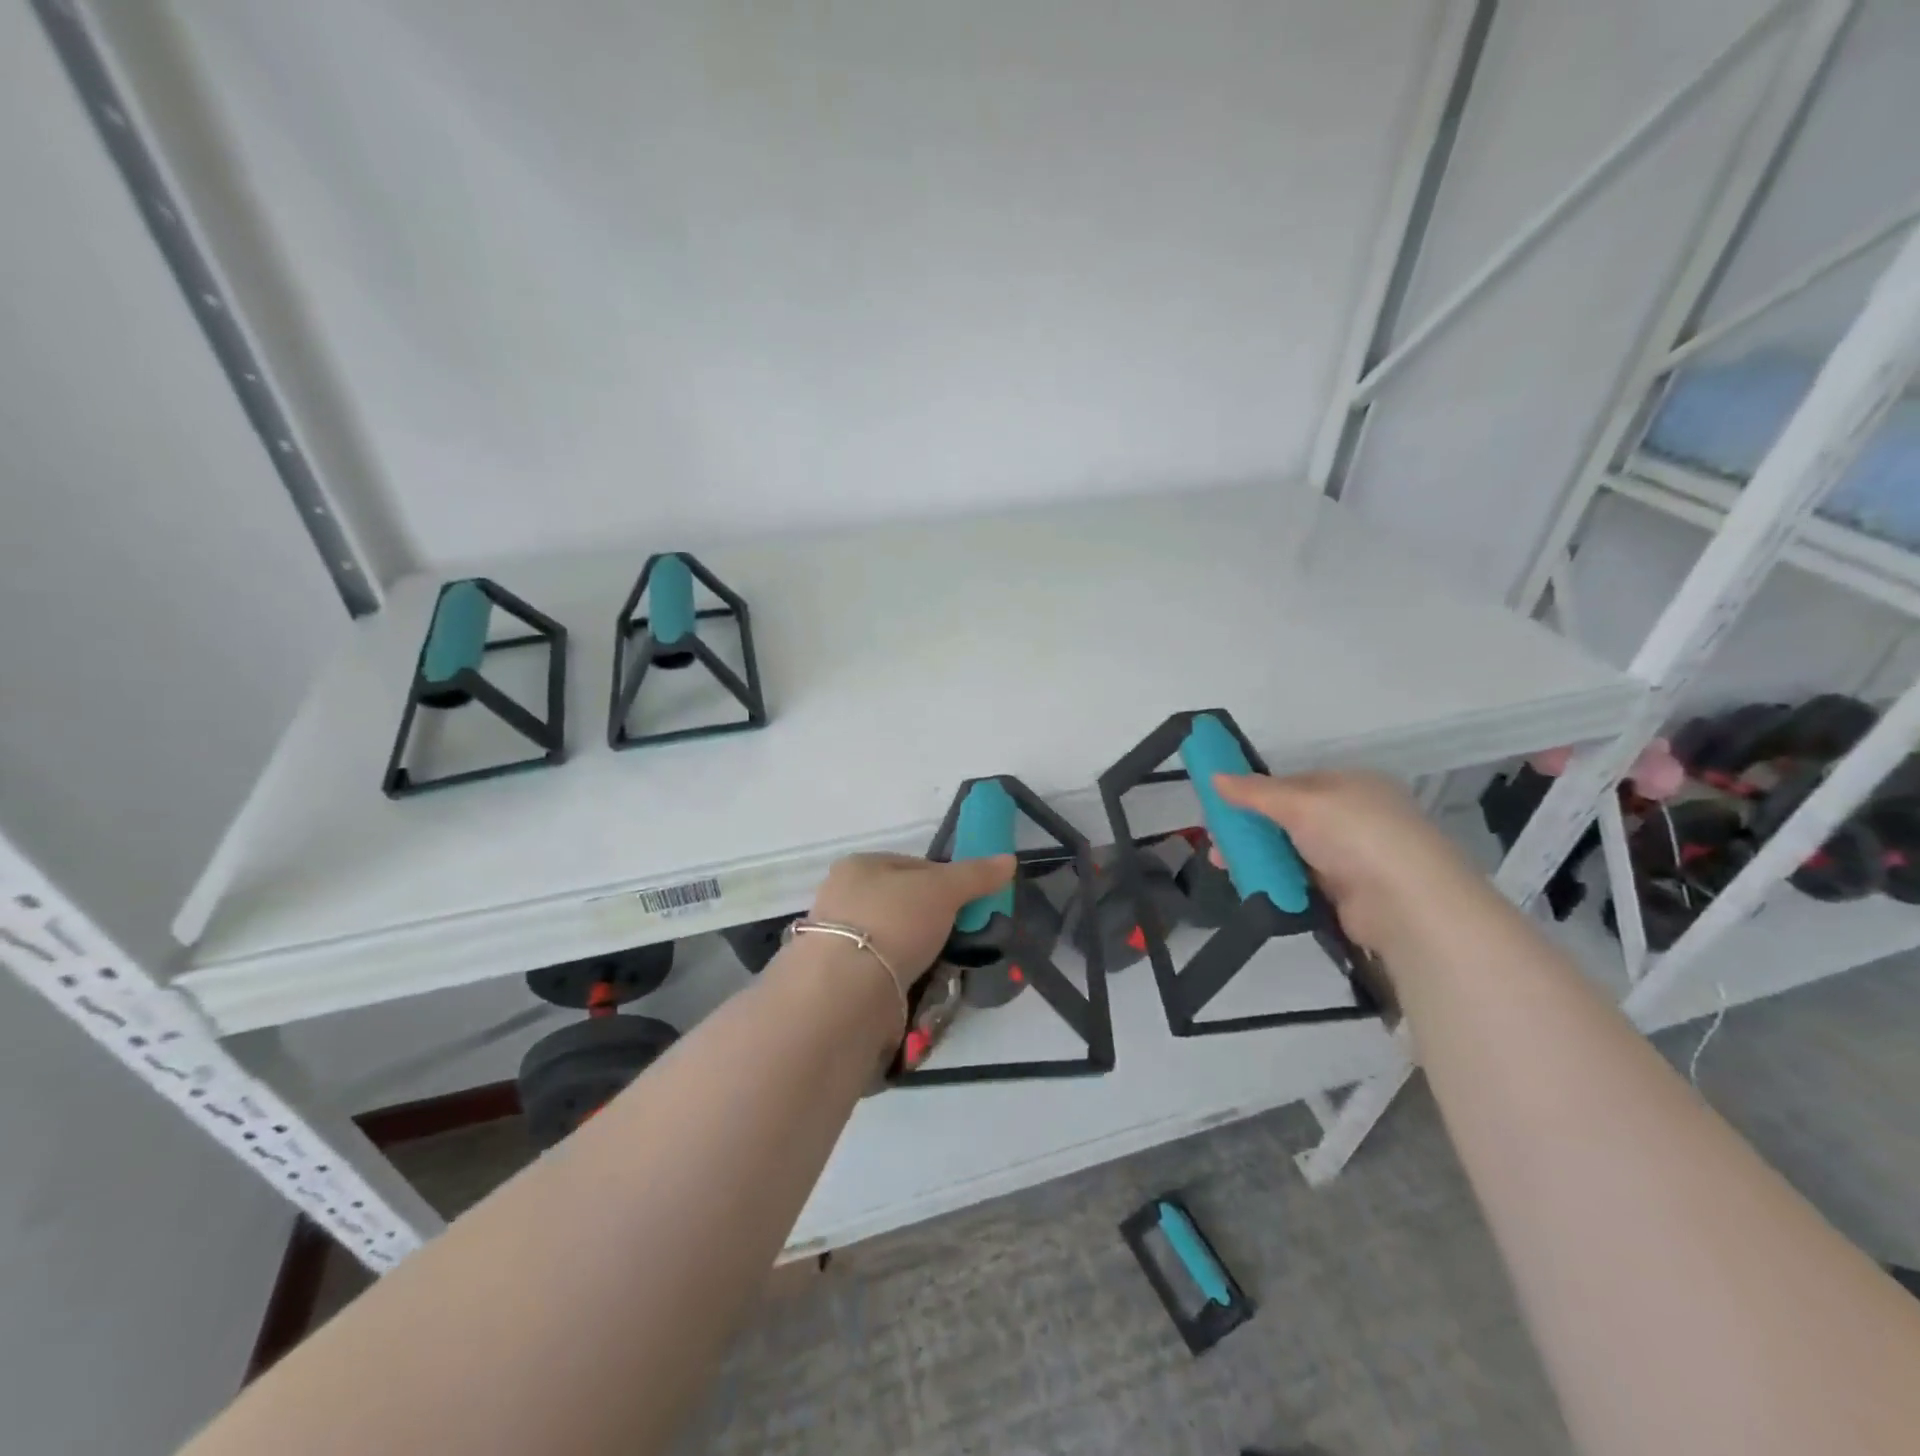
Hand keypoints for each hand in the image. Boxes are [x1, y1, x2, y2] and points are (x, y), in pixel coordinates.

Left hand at [809, 851, 1017, 993]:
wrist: (845, 992)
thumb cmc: (893, 922)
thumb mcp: (942, 890)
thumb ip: (975, 875)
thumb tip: (1009, 860)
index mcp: (859, 866)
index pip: (913, 865)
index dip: (946, 880)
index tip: (969, 902)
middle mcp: (842, 898)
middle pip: (903, 902)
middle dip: (933, 919)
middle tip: (961, 935)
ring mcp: (837, 941)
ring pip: (894, 938)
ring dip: (919, 950)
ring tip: (946, 964)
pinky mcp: (839, 979)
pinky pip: (883, 970)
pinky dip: (903, 976)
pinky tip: (921, 985)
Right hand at [1212, 770, 1487, 952]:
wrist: (1407, 903)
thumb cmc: (1355, 835)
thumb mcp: (1299, 803)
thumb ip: (1255, 792)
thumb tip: (1213, 776)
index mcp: (1351, 785)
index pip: (1293, 783)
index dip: (1255, 793)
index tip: (1221, 807)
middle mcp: (1354, 816)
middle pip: (1288, 819)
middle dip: (1249, 830)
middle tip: (1216, 844)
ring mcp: (1353, 856)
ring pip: (1291, 851)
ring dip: (1258, 857)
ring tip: (1224, 867)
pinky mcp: (1348, 893)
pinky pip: (1300, 880)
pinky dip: (1277, 881)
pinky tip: (1251, 885)